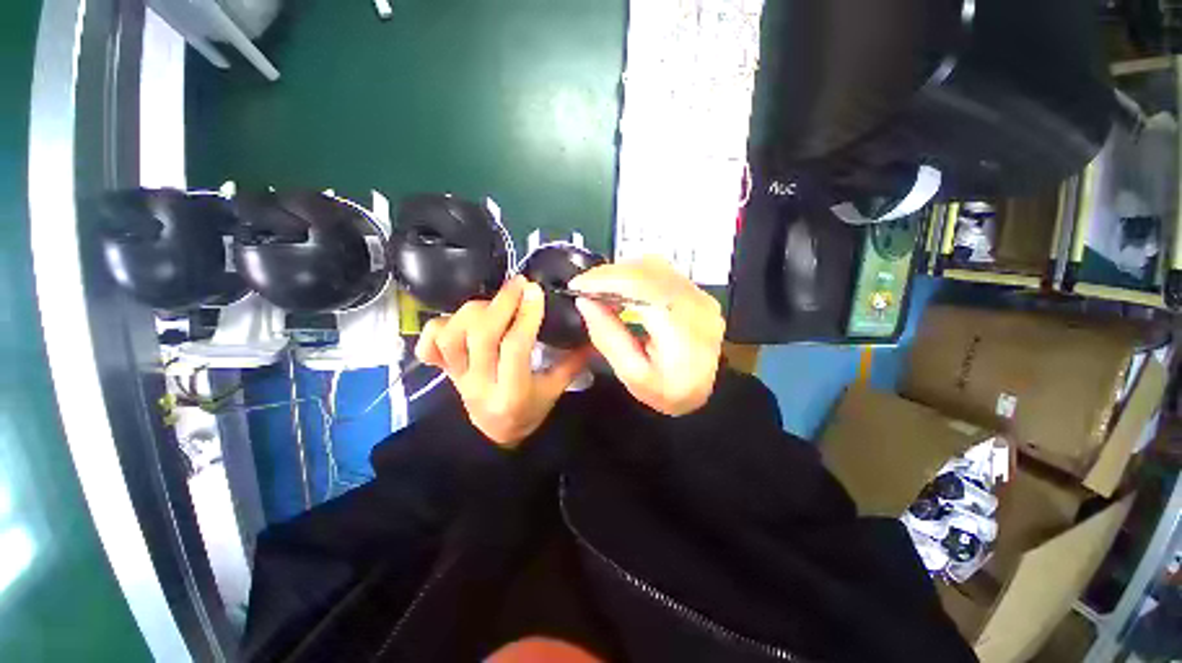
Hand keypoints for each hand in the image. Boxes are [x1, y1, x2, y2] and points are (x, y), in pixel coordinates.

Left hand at [415, 276, 589, 446]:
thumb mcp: (555, 391)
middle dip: (501, 303)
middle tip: (518, 284)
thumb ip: (574, 362)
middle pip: (481, 336)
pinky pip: (428, 347)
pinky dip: (438, 327)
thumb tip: (594, 335)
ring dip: (473, 311)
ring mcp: (456, 378)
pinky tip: (458, 320)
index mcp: (512, 393)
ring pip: (452, 336)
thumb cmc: (529, 411)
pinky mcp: (443, 372)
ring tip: (493, 302)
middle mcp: (479, 385)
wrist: (494, 435)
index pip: (515, 348)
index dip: (525, 316)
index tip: (535, 292)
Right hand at [569, 257, 724, 415]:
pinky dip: (637, 276)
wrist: (702, 394)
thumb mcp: (631, 373)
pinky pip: (663, 273)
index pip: (641, 287)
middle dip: (610, 274)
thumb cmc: (666, 391)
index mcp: (682, 329)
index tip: (577, 285)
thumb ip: (608, 336)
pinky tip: (623, 290)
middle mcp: (697, 304)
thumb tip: (585, 302)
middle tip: (585, 287)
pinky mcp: (699, 294)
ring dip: (623, 273)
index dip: (606, 280)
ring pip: (655, 266)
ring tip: (602, 289)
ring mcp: (701, 296)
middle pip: (648, 270)